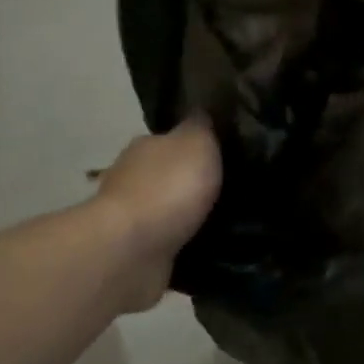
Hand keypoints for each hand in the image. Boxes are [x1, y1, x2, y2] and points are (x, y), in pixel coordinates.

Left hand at [92, 118, 222, 311]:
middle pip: (168, 175)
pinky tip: (208, 247)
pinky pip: (169, 243)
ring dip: (188, 216)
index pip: (173, 140)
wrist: (132, 249)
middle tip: (231, 191)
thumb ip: (202, 127)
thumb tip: (203, 111)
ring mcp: (132, 217)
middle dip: (193, 183)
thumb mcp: (197, 143)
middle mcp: (132, 178)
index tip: (224, 156)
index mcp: (145, 147)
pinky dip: (183, 244)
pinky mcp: (137, 252)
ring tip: (226, 222)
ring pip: (168, 211)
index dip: (198, 146)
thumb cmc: (168, 188)